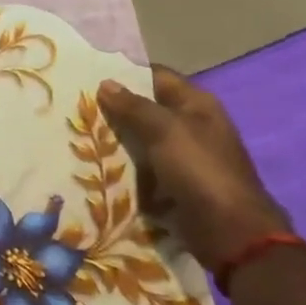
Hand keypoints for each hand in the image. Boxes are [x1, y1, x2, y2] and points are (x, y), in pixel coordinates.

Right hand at [97, 67, 288, 272]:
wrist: (229, 231)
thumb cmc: (200, 169)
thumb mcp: (165, 130)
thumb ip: (133, 106)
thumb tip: (105, 83)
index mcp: (196, 104)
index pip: (157, 76)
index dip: (126, 73)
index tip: (90, 75)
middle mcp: (191, 125)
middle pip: (146, 108)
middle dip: (115, 109)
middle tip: (77, 106)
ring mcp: (183, 155)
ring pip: (141, 139)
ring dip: (115, 139)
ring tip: (79, 133)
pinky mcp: (174, 182)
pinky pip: (143, 166)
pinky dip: (124, 166)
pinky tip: (95, 163)